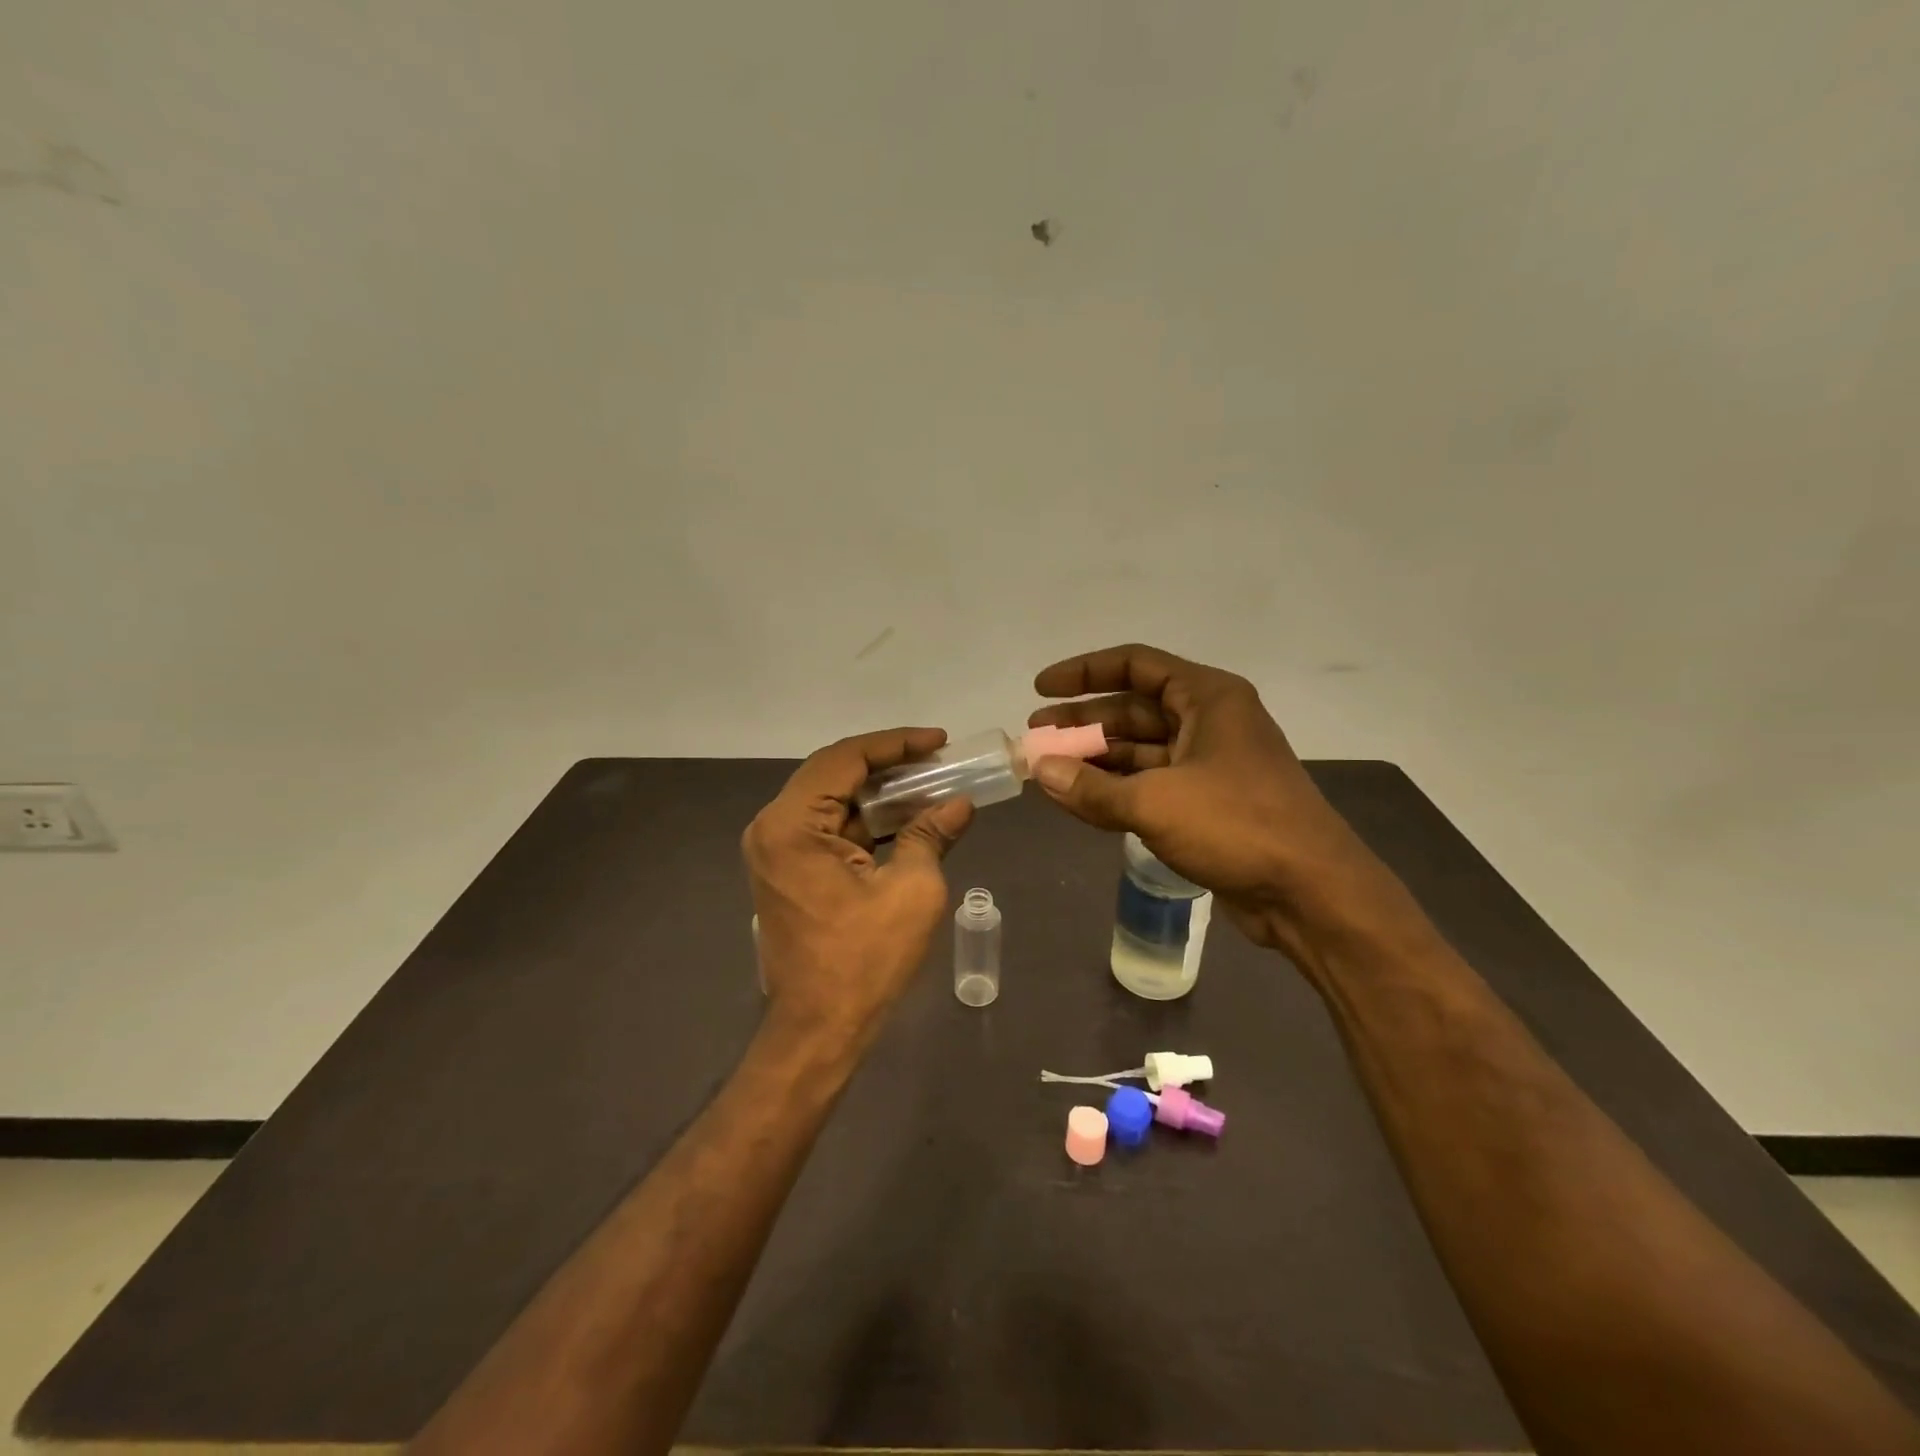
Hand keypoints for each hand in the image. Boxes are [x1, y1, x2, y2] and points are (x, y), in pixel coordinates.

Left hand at [743, 728, 973, 1045]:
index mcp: (792, 824)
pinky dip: (867, 822)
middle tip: (938, 760)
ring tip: (931, 785)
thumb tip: (959, 804)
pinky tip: (907, 819)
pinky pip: (830, 829)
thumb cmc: (864, 960)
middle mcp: (774, 828)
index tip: (939, 741)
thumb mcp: (912, 890)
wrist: (819, 1030)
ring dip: (880, 794)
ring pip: (834, 801)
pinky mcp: (789, 871)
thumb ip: (932, 834)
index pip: (845, 758)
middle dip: (890, 765)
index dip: (896, 744)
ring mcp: (777, 851)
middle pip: (835, 775)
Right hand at [1026, 644, 1383, 947]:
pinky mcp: (1208, 802)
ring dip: (1095, 759)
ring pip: (1140, 749)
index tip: (1041, 689)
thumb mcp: (1155, 803)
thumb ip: (1091, 787)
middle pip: (1133, 708)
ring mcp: (1210, 763)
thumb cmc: (1237, 825)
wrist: (1311, 893)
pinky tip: (1079, 798)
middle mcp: (1209, 721)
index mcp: (1207, 697)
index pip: (1135, 665)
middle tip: (1035, 738)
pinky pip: (1151, 783)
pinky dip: (1116, 788)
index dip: (1084, 672)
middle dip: (1082, 723)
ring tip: (1048, 771)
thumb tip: (1040, 771)